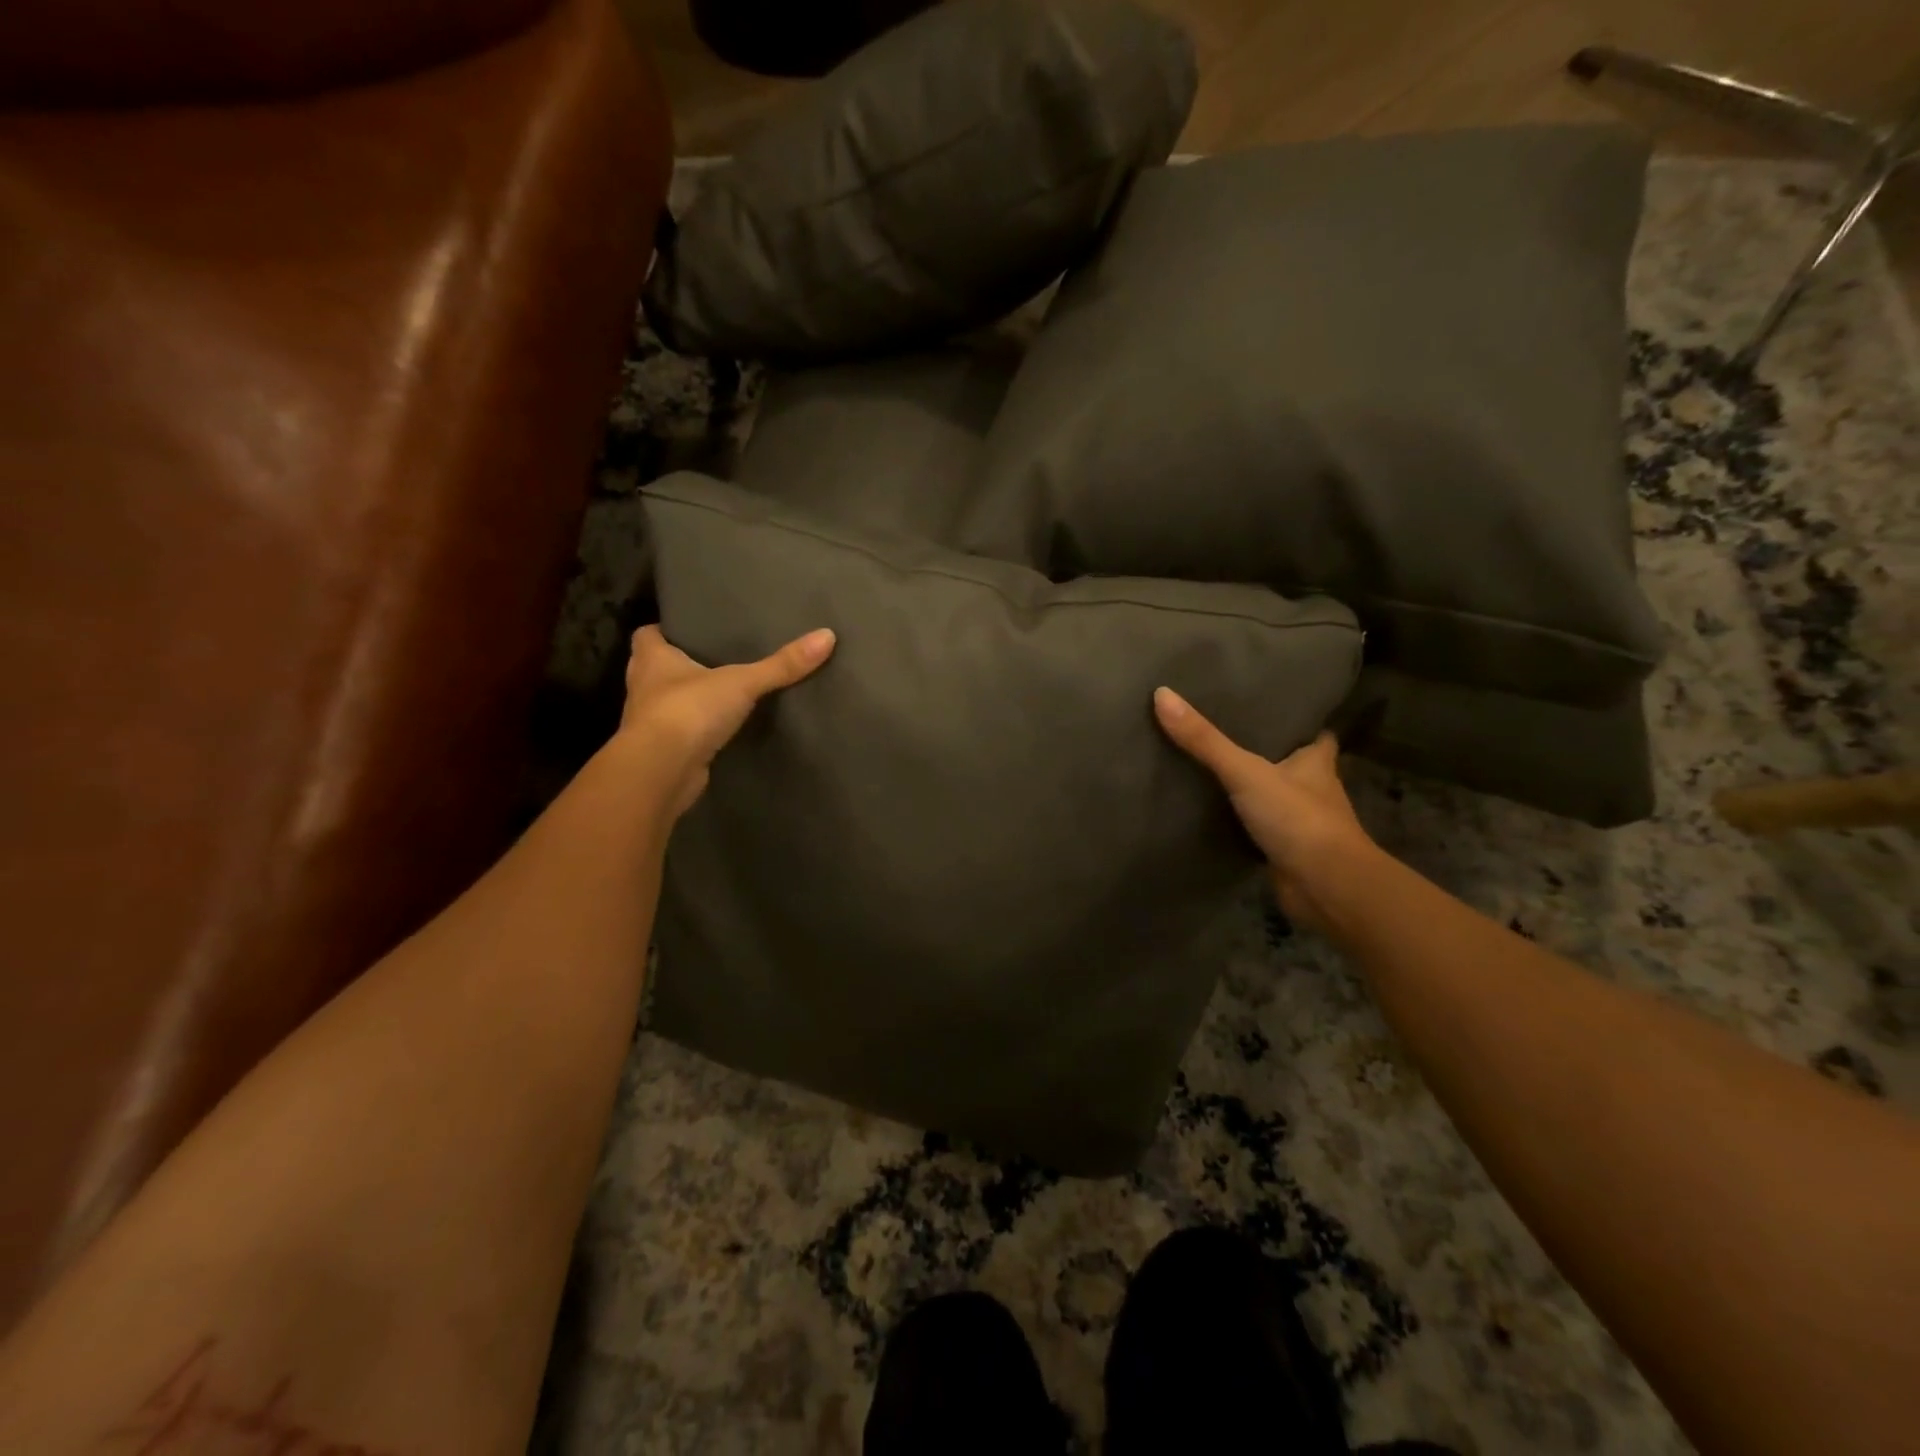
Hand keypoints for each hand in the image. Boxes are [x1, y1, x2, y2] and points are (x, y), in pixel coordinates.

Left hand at [617, 624, 835, 818]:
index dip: (665, 630)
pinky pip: (680, 733)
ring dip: (686, 699)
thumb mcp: (742, 682)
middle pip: (655, 668)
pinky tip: (719, 729)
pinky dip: (695, 730)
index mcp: (651, 659)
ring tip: (721, 692)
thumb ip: (781, 664)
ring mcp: (650, 722)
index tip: (688, 629)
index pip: (646, 635)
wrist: (661, 772)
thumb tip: (827, 636)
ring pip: (666, 702)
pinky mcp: (663, 751)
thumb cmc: (689, 711)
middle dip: (679, 664)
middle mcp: (643, 687)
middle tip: (713, 657)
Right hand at [1153, 687, 1376, 930]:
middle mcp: (1313, 789)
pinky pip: (1259, 829)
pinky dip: (1242, 823)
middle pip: (1292, 763)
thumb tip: (1162, 694)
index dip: (1298, 722)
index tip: (1271, 709)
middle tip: (1227, 733)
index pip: (1315, 734)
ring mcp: (1300, 823)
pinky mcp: (1285, 851)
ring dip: (1253, 788)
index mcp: (1316, 762)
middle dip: (1267, 752)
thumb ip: (1205, 740)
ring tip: (1212, 767)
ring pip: (1274, 797)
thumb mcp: (1245, 771)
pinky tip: (1214, 814)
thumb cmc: (1298, 818)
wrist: (1326, 887)